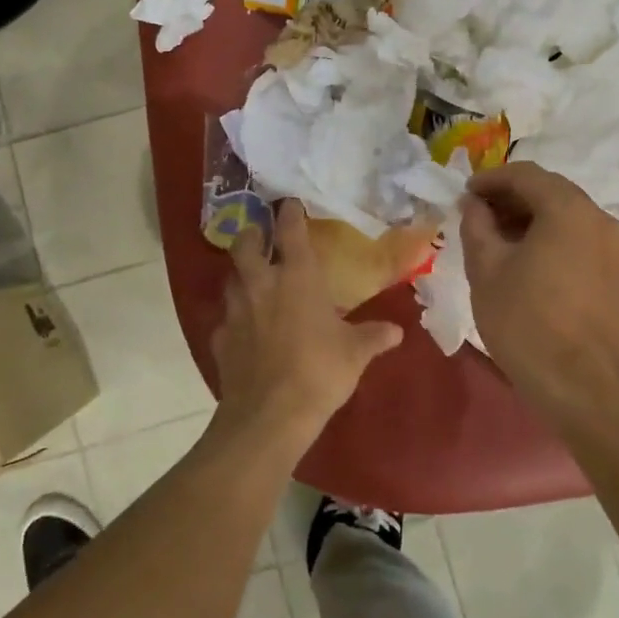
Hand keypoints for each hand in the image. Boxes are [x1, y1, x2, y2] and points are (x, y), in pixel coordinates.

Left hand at [211, 201, 403, 450]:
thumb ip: (374, 336)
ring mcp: (236, 310)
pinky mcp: (220, 338)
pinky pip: (225, 318)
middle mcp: (261, 284)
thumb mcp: (355, 353)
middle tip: (261, 237)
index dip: (289, 213)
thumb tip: (397, 331)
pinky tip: (245, 330)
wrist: (270, 414)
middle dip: (252, 235)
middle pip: (245, 244)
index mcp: (297, 277)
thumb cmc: (319, 372)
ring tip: (253, 281)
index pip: (290, 231)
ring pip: (231, 278)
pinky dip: (234, 318)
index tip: (289, 203)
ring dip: (240, 274)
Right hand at [460, 162, 618, 413]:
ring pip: (564, 213)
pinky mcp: (615, 271)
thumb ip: (476, 224)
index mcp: (567, 209)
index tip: (463, 194)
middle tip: (476, 213)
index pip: (525, 174)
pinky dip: (549, 234)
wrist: (578, 384)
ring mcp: (612, 245)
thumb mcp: (485, 267)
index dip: (490, 179)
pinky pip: (577, 236)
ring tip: (494, 236)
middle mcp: (597, 217)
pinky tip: (523, 257)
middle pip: (549, 190)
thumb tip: (473, 204)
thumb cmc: (524, 319)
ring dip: (528, 215)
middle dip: (509, 196)